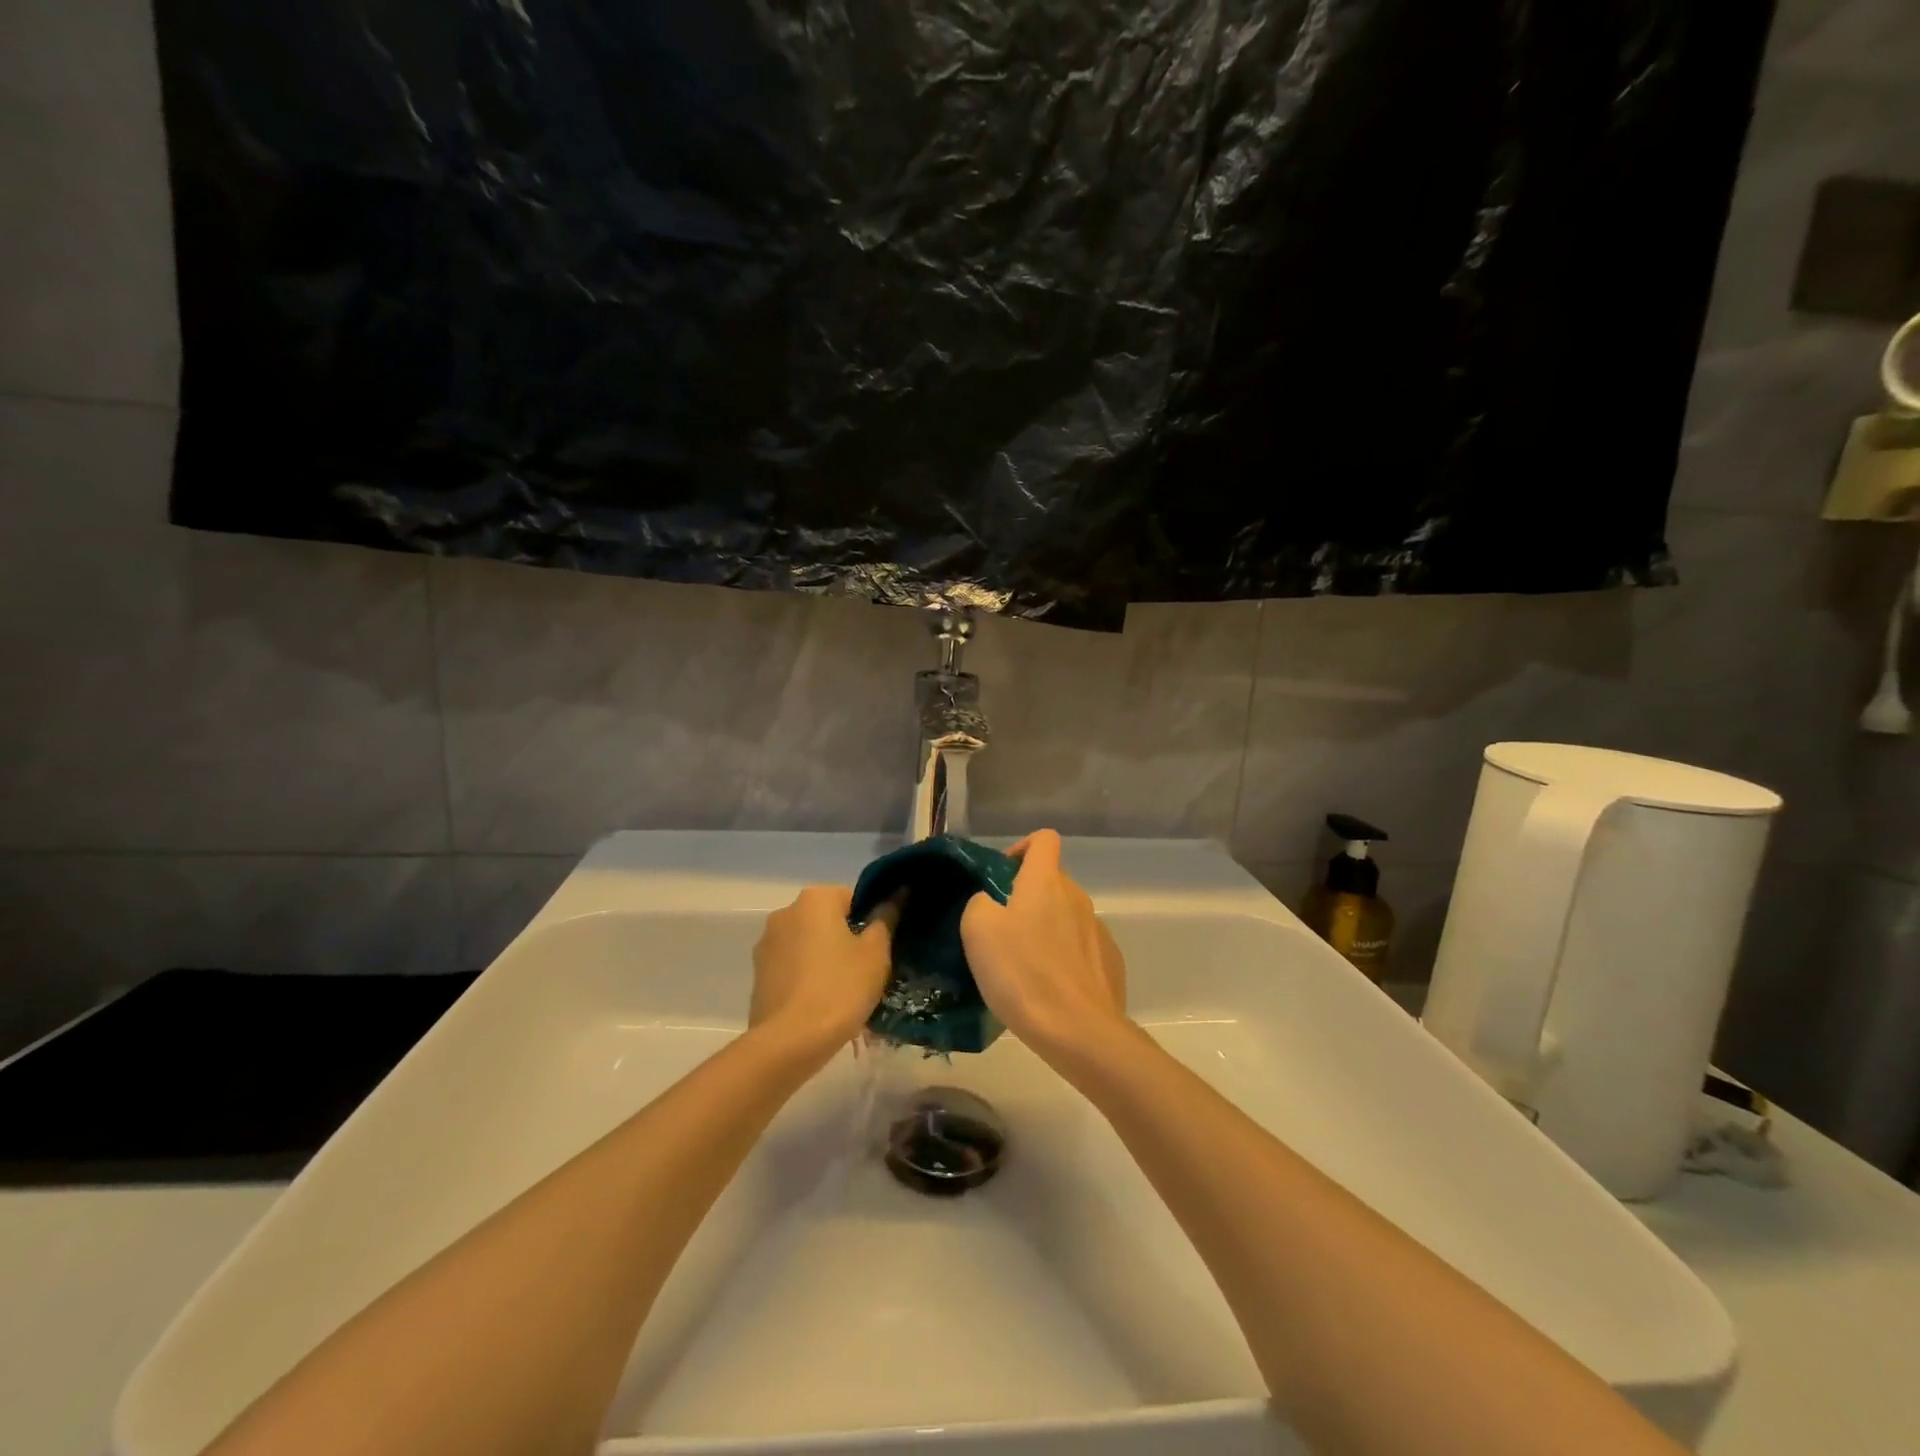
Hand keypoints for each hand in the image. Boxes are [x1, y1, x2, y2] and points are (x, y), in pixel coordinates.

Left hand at [750, 886, 895, 1057]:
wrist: (790, 1042)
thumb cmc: (840, 988)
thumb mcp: (875, 954)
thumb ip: (885, 919)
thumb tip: (896, 895)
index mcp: (815, 899)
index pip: (853, 898)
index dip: (871, 921)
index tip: (881, 948)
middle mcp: (785, 912)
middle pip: (827, 920)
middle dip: (846, 939)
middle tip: (866, 971)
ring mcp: (767, 944)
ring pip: (808, 944)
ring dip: (825, 958)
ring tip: (843, 993)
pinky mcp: (758, 974)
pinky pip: (792, 967)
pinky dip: (806, 978)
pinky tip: (820, 1004)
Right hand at [960, 830, 1127, 1063]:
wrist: (1078, 1031)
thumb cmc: (1022, 974)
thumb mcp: (978, 931)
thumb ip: (979, 903)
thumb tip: (990, 903)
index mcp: (1046, 882)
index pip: (1043, 839)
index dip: (1021, 848)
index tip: (1002, 876)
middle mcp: (1077, 897)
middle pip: (1052, 881)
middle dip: (1027, 897)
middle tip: (1001, 932)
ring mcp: (1098, 930)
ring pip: (1066, 917)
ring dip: (1045, 930)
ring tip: (1024, 967)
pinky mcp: (1110, 963)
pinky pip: (1082, 948)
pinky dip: (1065, 958)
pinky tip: (1050, 989)